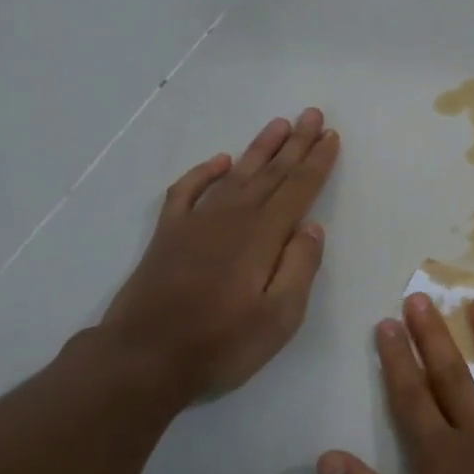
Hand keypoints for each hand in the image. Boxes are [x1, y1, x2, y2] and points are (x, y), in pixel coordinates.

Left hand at [99, 109, 339, 398]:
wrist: (142, 360)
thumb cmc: (221, 343)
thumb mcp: (279, 317)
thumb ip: (299, 268)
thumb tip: (312, 227)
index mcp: (262, 236)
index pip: (298, 189)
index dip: (317, 162)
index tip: (331, 136)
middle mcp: (231, 218)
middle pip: (271, 173)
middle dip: (295, 143)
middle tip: (312, 114)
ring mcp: (196, 223)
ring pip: (236, 175)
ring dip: (260, 149)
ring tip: (279, 124)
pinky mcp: (169, 235)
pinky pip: (188, 191)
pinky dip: (206, 173)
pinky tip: (221, 161)